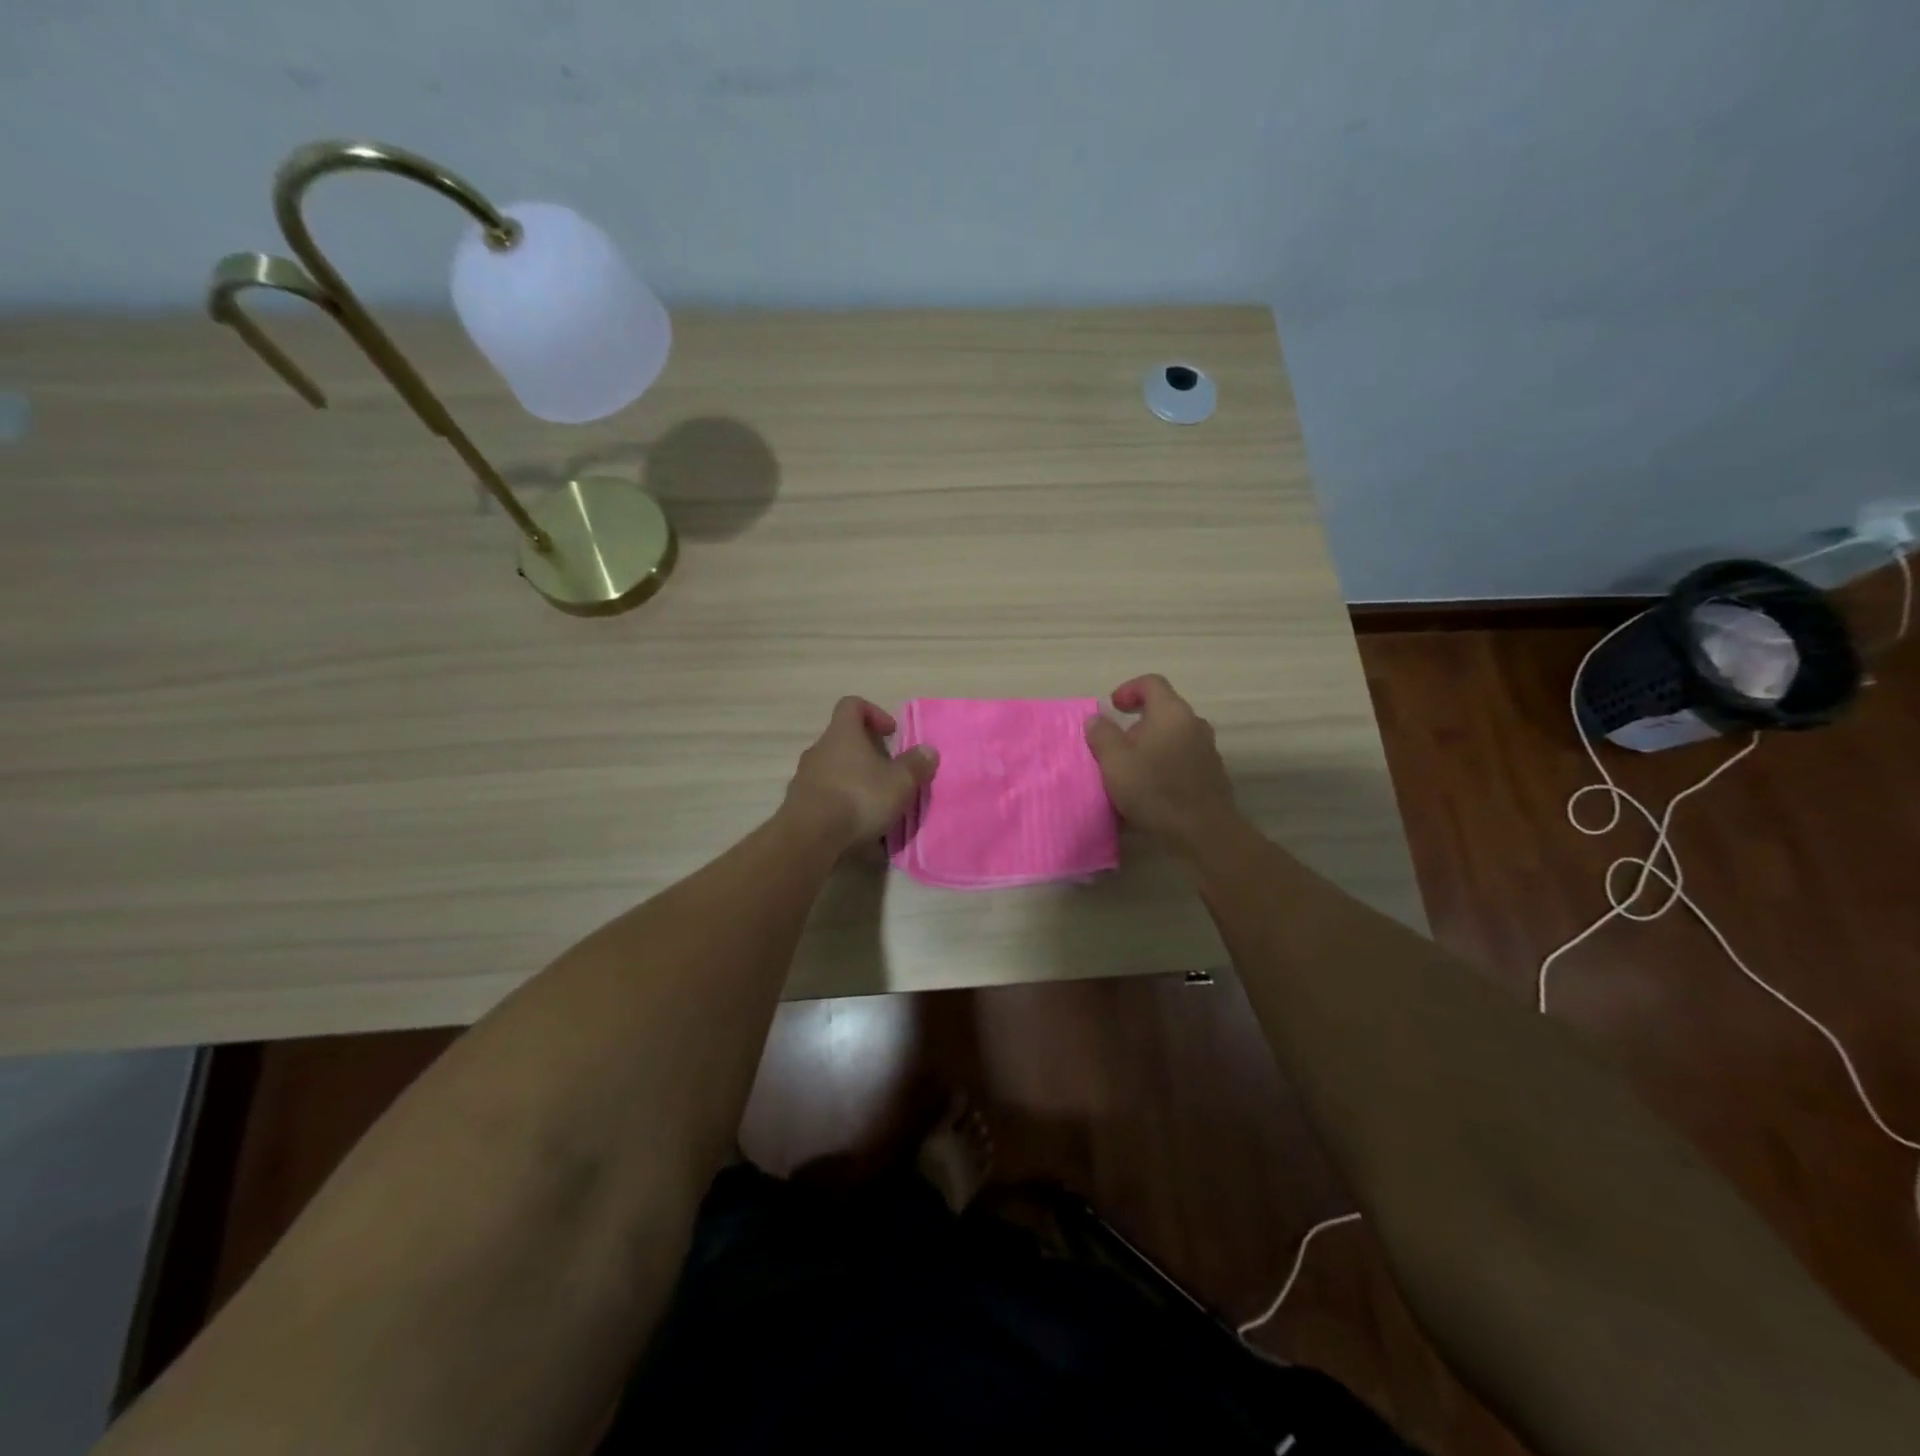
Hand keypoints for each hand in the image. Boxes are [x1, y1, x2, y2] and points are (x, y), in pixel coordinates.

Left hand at [783, 697, 938, 851]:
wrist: (810, 837)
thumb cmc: (858, 798)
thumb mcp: (900, 782)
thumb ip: (916, 764)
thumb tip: (928, 751)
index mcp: (842, 734)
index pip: (852, 705)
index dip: (873, 713)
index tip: (890, 733)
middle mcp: (819, 749)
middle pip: (843, 740)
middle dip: (867, 754)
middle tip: (888, 774)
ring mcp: (804, 777)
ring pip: (833, 770)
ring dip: (853, 781)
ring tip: (875, 805)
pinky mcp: (798, 805)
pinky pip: (824, 797)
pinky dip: (841, 806)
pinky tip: (857, 827)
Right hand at [1084, 675, 1239, 853]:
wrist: (1203, 833)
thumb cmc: (1155, 790)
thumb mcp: (1115, 762)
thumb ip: (1102, 735)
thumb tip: (1097, 719)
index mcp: (1171, 713)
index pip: (1151, 683)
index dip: (1129, 689)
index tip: (1113, 708)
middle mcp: (1194, 724)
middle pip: (1163, 711)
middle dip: (1136, 725)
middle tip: (1116, 747)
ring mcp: (1207, 750)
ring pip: (1173, 738)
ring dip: (1151, 748)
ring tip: (1131, 772)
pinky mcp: (1211, 775)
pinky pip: (1182, 761)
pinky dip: (1164, 767)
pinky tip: (1150, 792)